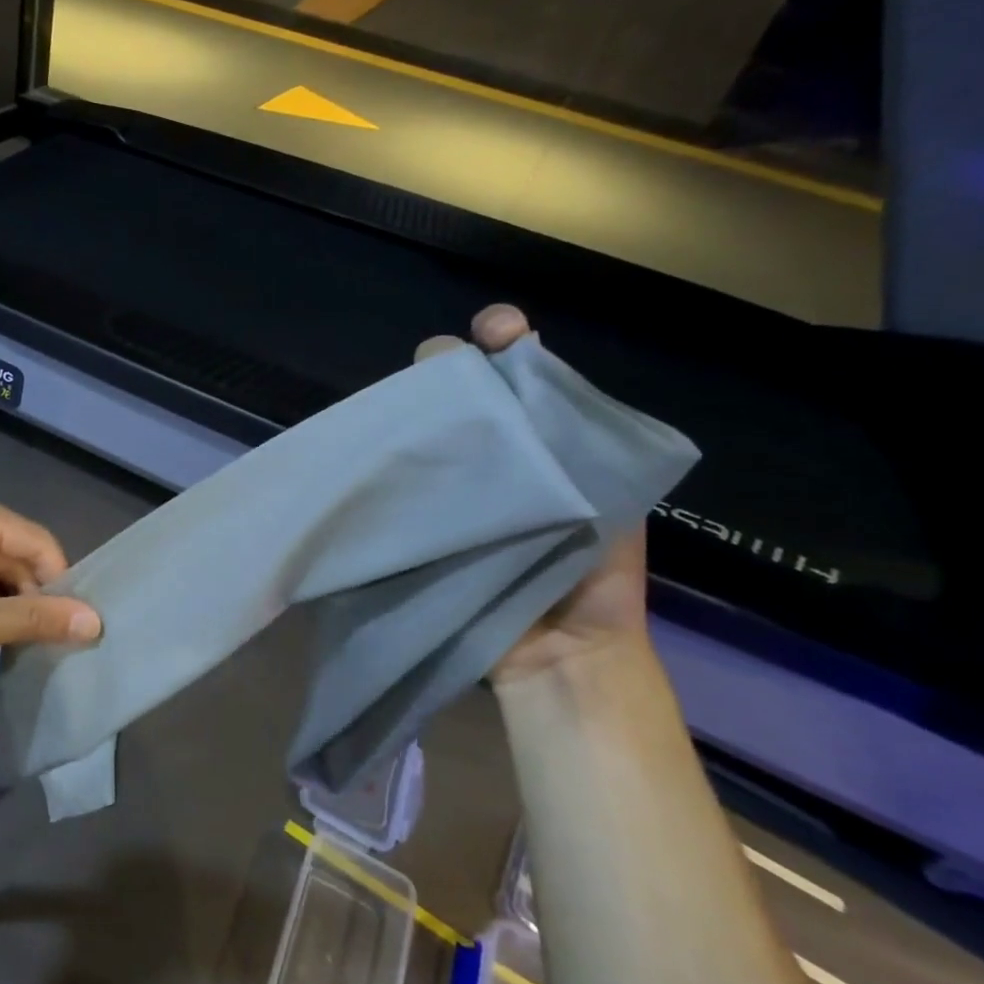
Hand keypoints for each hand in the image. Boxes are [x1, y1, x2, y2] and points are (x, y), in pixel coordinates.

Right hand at [416, 304, 651, 683]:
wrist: (560, 653)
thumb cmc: (595, 575)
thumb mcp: (607, 494)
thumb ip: (576, 433)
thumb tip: (523, 365)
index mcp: (544, 435)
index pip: (518, 367)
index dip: (504, 337)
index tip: (497, 331)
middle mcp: (493, 448)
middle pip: (459, 386)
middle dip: (448, 364)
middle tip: (442, 370)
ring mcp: (450, 481)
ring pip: (425, 423)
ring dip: (415, 406)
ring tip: (406, 406)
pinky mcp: (417, 515)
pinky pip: (400, 474)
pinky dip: (388, 455)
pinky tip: (376, 444)